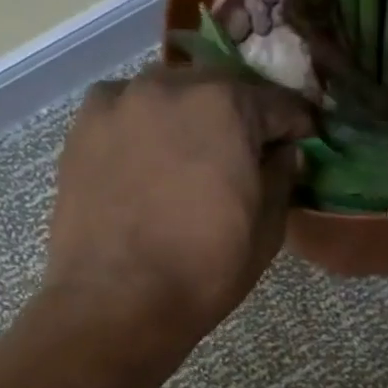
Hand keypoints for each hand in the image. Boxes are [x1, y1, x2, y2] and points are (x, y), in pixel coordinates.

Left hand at [43, 66, 312, 343]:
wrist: (116, 301)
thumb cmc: (204, 271)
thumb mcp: (267, 230)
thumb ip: (281, 176)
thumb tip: (282, 151)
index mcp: (226, 106)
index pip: (278, 103)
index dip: (297, 125)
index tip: (304, 141)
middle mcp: (171, 86)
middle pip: (222, 89)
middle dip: (242, 116)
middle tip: (248, 151)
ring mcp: (121, 101)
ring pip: (171, 95)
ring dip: (192, 117)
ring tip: (195, 156)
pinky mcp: (83, 125)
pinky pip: (129, 111)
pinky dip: (147, 126)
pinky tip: (150, 161)